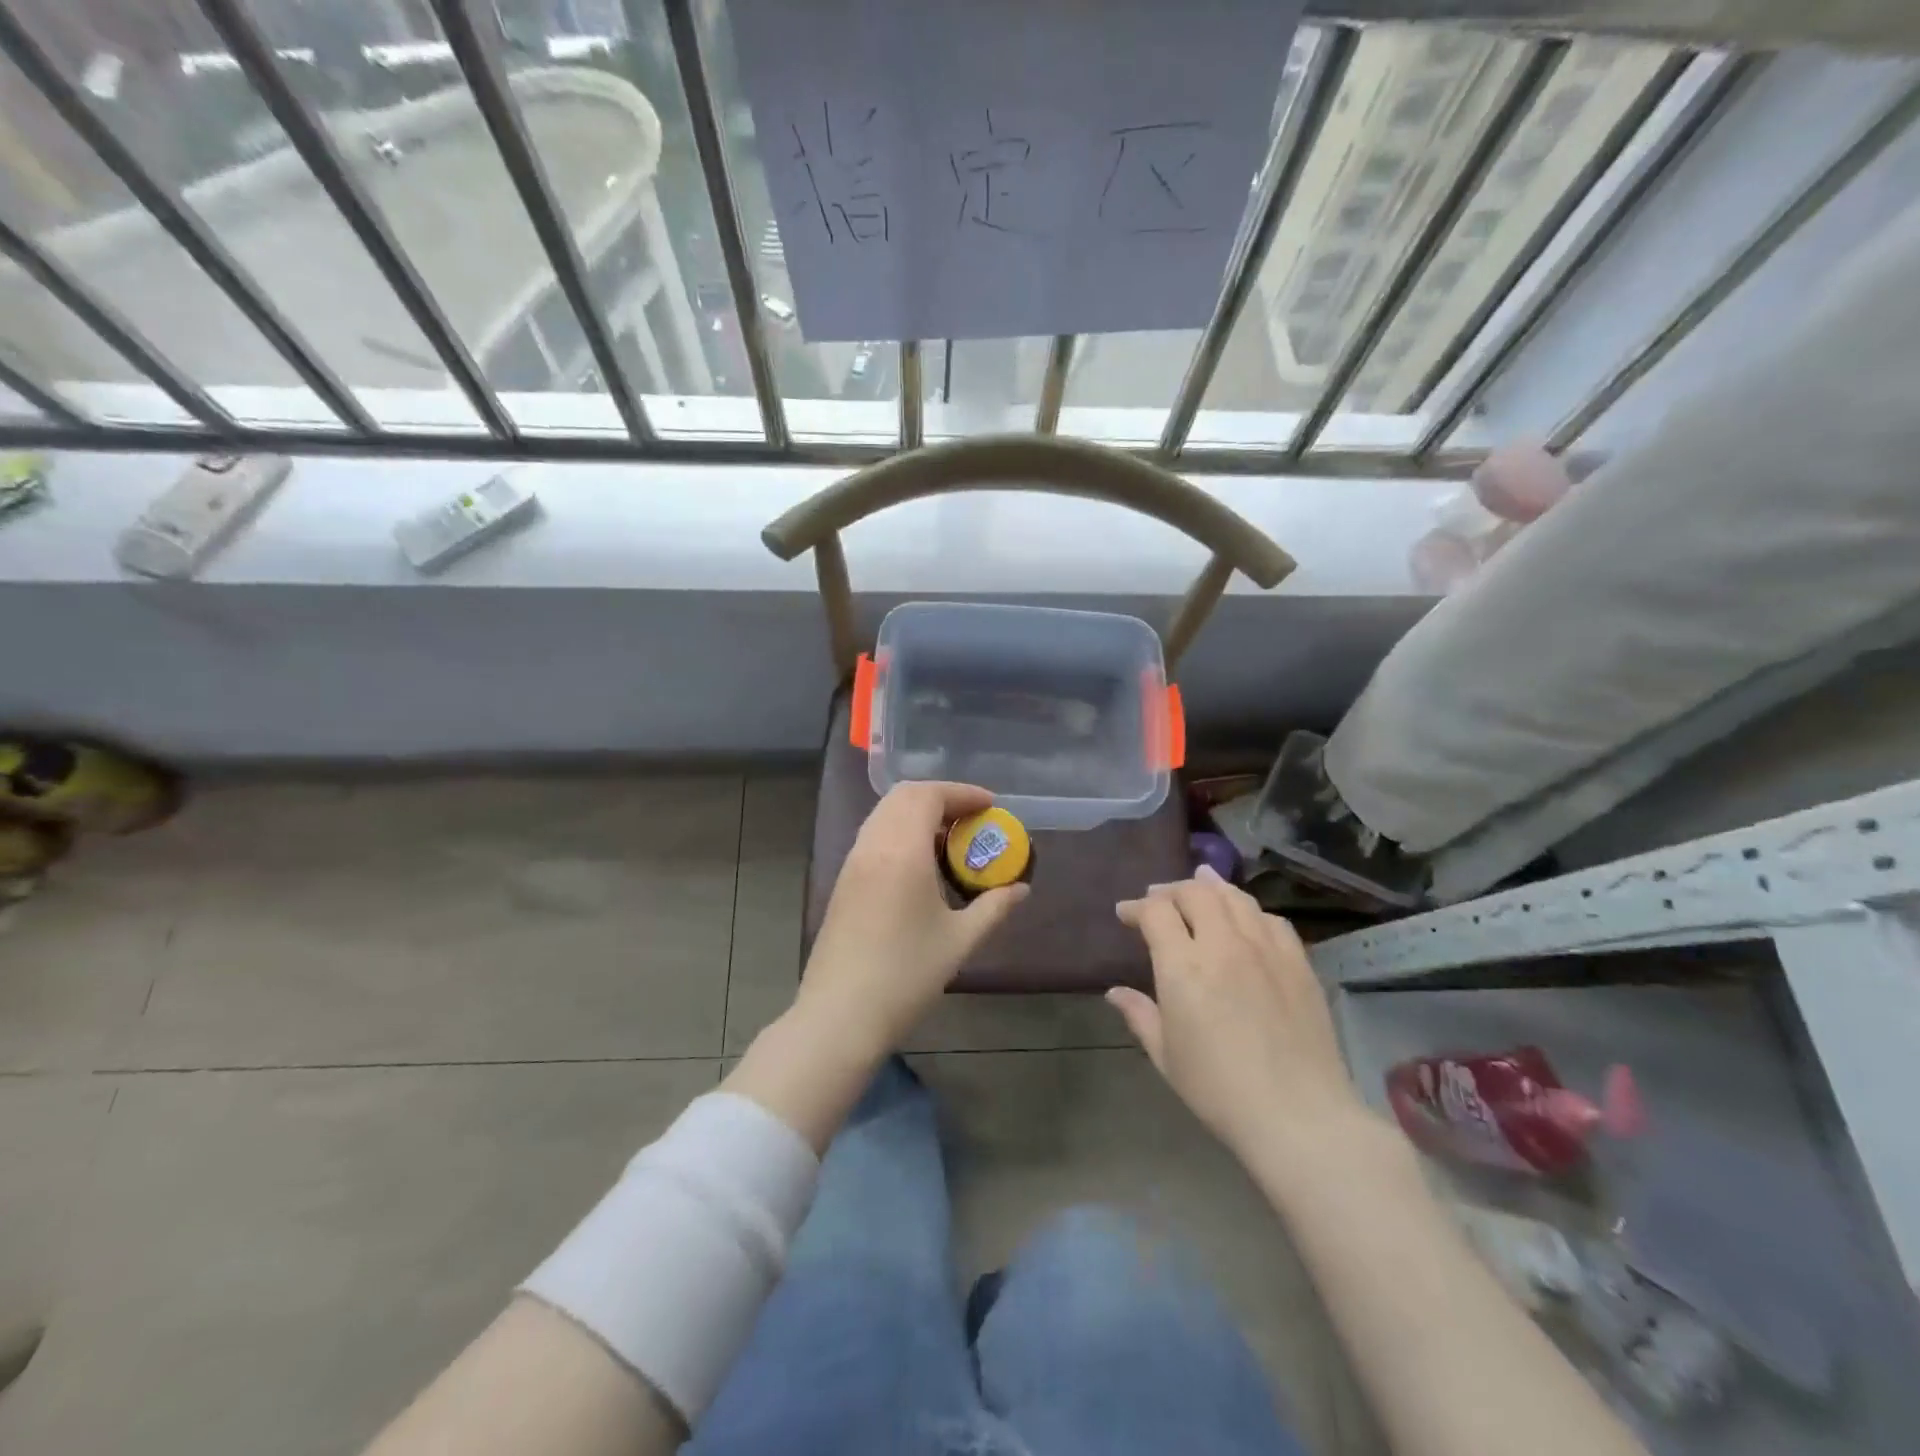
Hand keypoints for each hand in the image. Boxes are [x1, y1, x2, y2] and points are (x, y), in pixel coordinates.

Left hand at [797, 782, 1028, 1054]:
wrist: (840, 1015)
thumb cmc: (905, 976)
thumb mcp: (959, 941)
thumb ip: (993, 908)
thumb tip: (1020, 889)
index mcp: (901, 851)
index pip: (928, 796)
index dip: (962, 793)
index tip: (990, 806)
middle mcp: (872, 845)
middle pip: (903, 796)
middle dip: (941, 797)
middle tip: (972, 819)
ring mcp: (852, 862)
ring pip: (884, 814)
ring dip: (918, 813)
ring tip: (950, 839)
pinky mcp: (842, 881)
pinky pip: (874, 835)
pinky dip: (900, 831)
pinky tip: (920, 863)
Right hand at [1110, 866, 1365, 1165]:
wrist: (1299, 1117)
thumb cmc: (1219, 1091)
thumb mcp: (1166, 1056)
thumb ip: (1140, 1015)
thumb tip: (1115, 992)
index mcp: (1183, 966)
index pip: (1156, 912)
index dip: (1136, 907)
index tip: (1125, 914)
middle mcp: (1223, 945)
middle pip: (1195, 893)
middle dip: (1170, 891)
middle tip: (1158, 899)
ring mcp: (1265, 950)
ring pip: (1235, 898)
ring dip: (1211, 888)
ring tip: (1199, 887)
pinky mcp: (1298, 963)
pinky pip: (1271, 920)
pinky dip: (1250, 911)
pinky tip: (1246, 919)